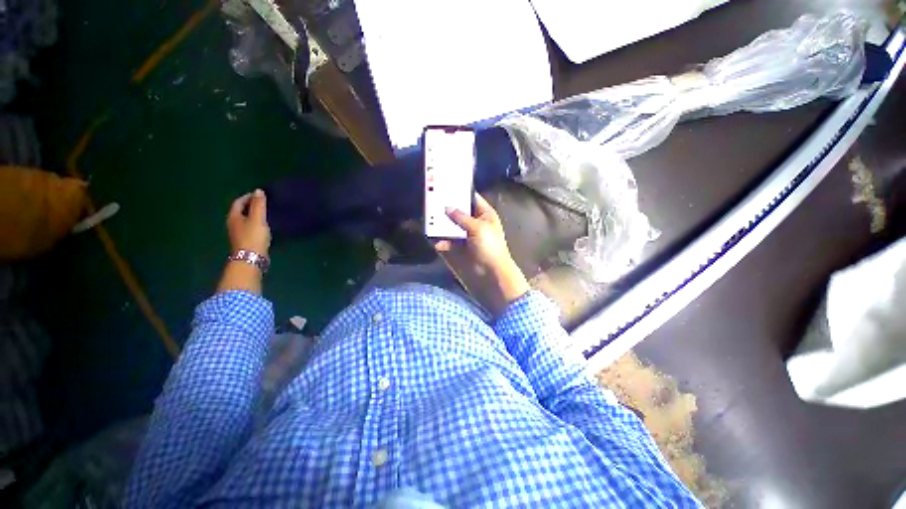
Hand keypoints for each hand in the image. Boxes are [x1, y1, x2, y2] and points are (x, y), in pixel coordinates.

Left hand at [218, 189, 269, 294]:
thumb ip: (259, 205)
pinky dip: (256, 224)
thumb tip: (258, 190)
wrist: (251, 258)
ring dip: (254, 215)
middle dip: (251, 206)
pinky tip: (265, 227)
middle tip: (264, 203)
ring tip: (266, 214)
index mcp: (234, 217)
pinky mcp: (245, 241)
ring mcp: (238, 234)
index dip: (248, 197)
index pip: (238, 202)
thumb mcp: (258, 218)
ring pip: (245, 220)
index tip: (260, 195)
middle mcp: (233, 224)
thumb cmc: (253, 237)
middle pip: (240, 211)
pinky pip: (249, 228)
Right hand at [435, 193, 529, 315]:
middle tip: (433, 202)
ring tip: (430, 221)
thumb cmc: (490, 246)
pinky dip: (443, 241)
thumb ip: (462, 217)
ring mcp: (467, 234)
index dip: (460, 193)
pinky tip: (437, 243)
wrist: (492, 272)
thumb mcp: (478, 228)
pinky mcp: (460, 246)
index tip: (446, 186)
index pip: (472, 198)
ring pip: (452, 226)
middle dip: (447, 209)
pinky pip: (449, 240)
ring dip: (442, 225)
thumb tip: (447, 207)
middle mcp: (475, 222)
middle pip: (459, 212)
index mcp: (484, 214)